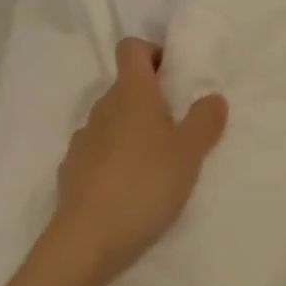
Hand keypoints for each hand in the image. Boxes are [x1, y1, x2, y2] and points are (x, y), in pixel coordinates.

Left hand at [48, 37, 228, 285]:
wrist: (88, 238)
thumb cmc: (145, 184)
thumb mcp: (189, 153)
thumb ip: (204, 121)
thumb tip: (212, 97)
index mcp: (130, 94)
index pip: (131, 48)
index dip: (152, 53)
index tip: (173, 77)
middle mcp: (102, 108)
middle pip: (124, 87)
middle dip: (150, 99)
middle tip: (178, 127)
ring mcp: (82, 139)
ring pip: (111, 121)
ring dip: (132, 131)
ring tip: (156, 163)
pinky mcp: (72, 170)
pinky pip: (98, 151)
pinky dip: (114, 158)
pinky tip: (130, 187)